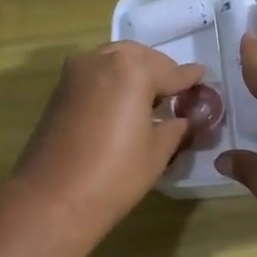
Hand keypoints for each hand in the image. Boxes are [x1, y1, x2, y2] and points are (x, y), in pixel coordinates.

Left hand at [11, 42, 206, 239]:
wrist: (53, 199)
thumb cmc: (115, 175)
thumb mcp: (158, 151)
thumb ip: (176, 126)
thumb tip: (187, 118)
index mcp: (131, 69)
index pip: (171, 71)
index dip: (190, 79)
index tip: (204, 77)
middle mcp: (101, 59)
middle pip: (140, 57)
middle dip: (160, 71)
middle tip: (177, 93)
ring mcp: (75, 72)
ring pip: (114, 61)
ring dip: (135, 73)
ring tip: (151, 99)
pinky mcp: (60, 90)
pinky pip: (96, 74)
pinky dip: (114, 81)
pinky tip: (124, 105)